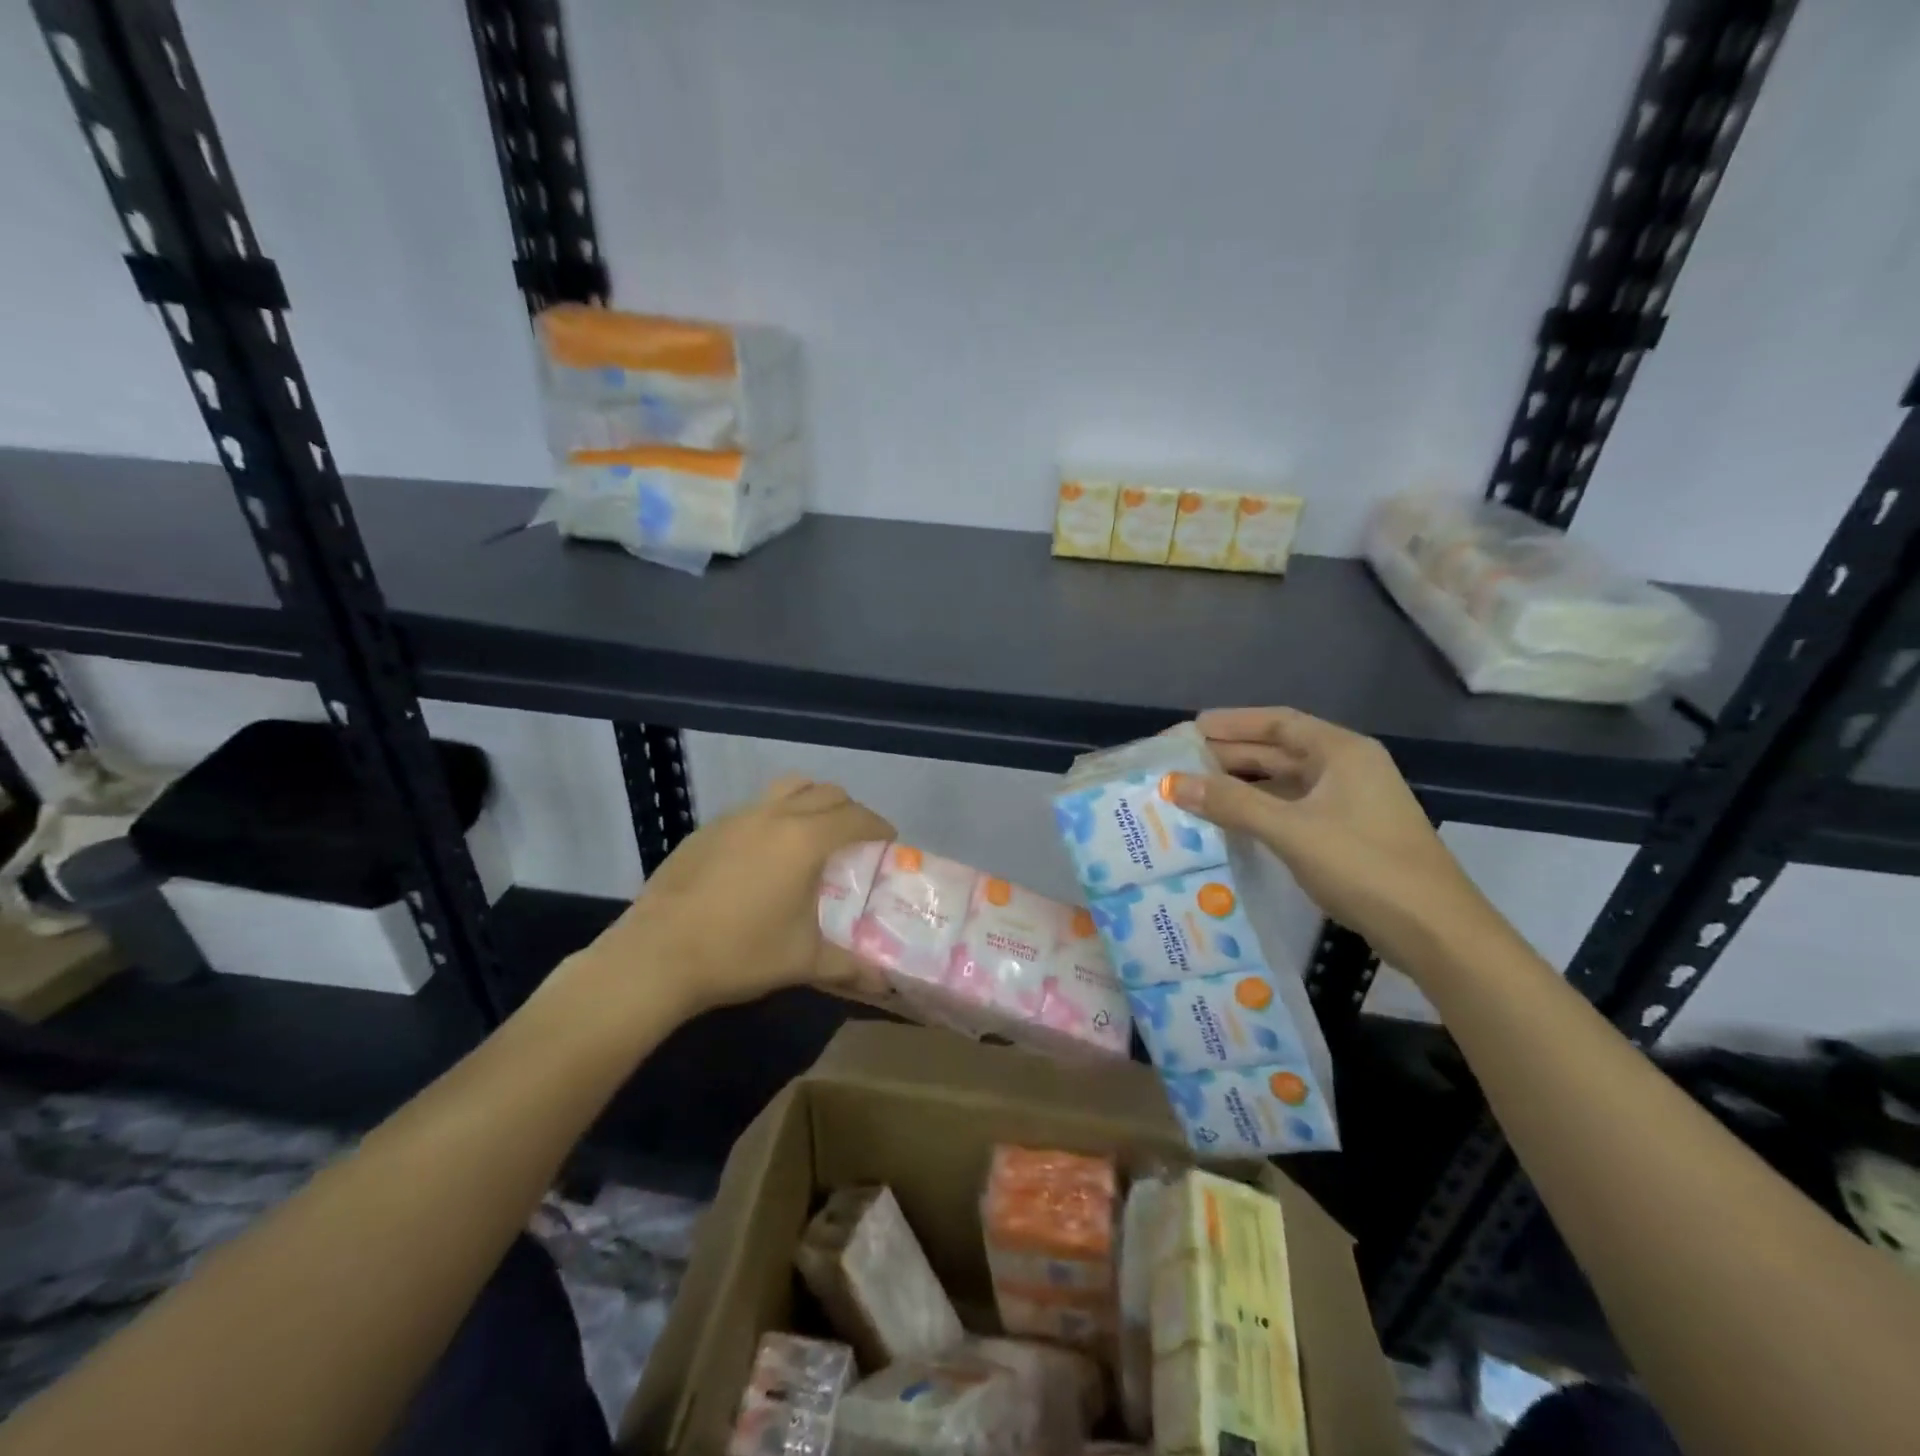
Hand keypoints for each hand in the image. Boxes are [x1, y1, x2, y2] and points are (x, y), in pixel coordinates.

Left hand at [579, 775, 894, 1017]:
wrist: (656, 956)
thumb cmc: (740, 953)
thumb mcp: (803, 961)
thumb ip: (849, 966)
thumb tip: (883, 984)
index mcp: (806, 840)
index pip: (857, 818)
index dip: (879, 826)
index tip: (888, 841)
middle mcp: (775, 816)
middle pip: (826, 793)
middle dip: (848, 810)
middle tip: (854, 839)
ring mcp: (737, 817)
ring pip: (787, 788)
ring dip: (810, 801)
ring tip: (812, 834)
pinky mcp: (707, 829)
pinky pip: (754, 808)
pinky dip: (774, 817)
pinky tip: (763, 855)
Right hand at [1167, 707, 1498, 968]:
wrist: (1435, 932)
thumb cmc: (1364, 867)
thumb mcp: (1291, 831)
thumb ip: (1231, 804)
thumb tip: (1171, 782)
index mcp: (1342, 752)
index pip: (1278, 722)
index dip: (1231, 722)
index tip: (1188, 730)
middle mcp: (1347, 768)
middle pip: (1279, 750)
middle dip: (1230, 755)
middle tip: (1179, 763)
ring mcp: (1350, 802)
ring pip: (1285, 782)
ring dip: (1242, 785)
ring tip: (1194, 790)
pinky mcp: (1348, 834)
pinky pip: (1293, 809)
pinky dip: (1260, 810)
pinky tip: (1230, 822)